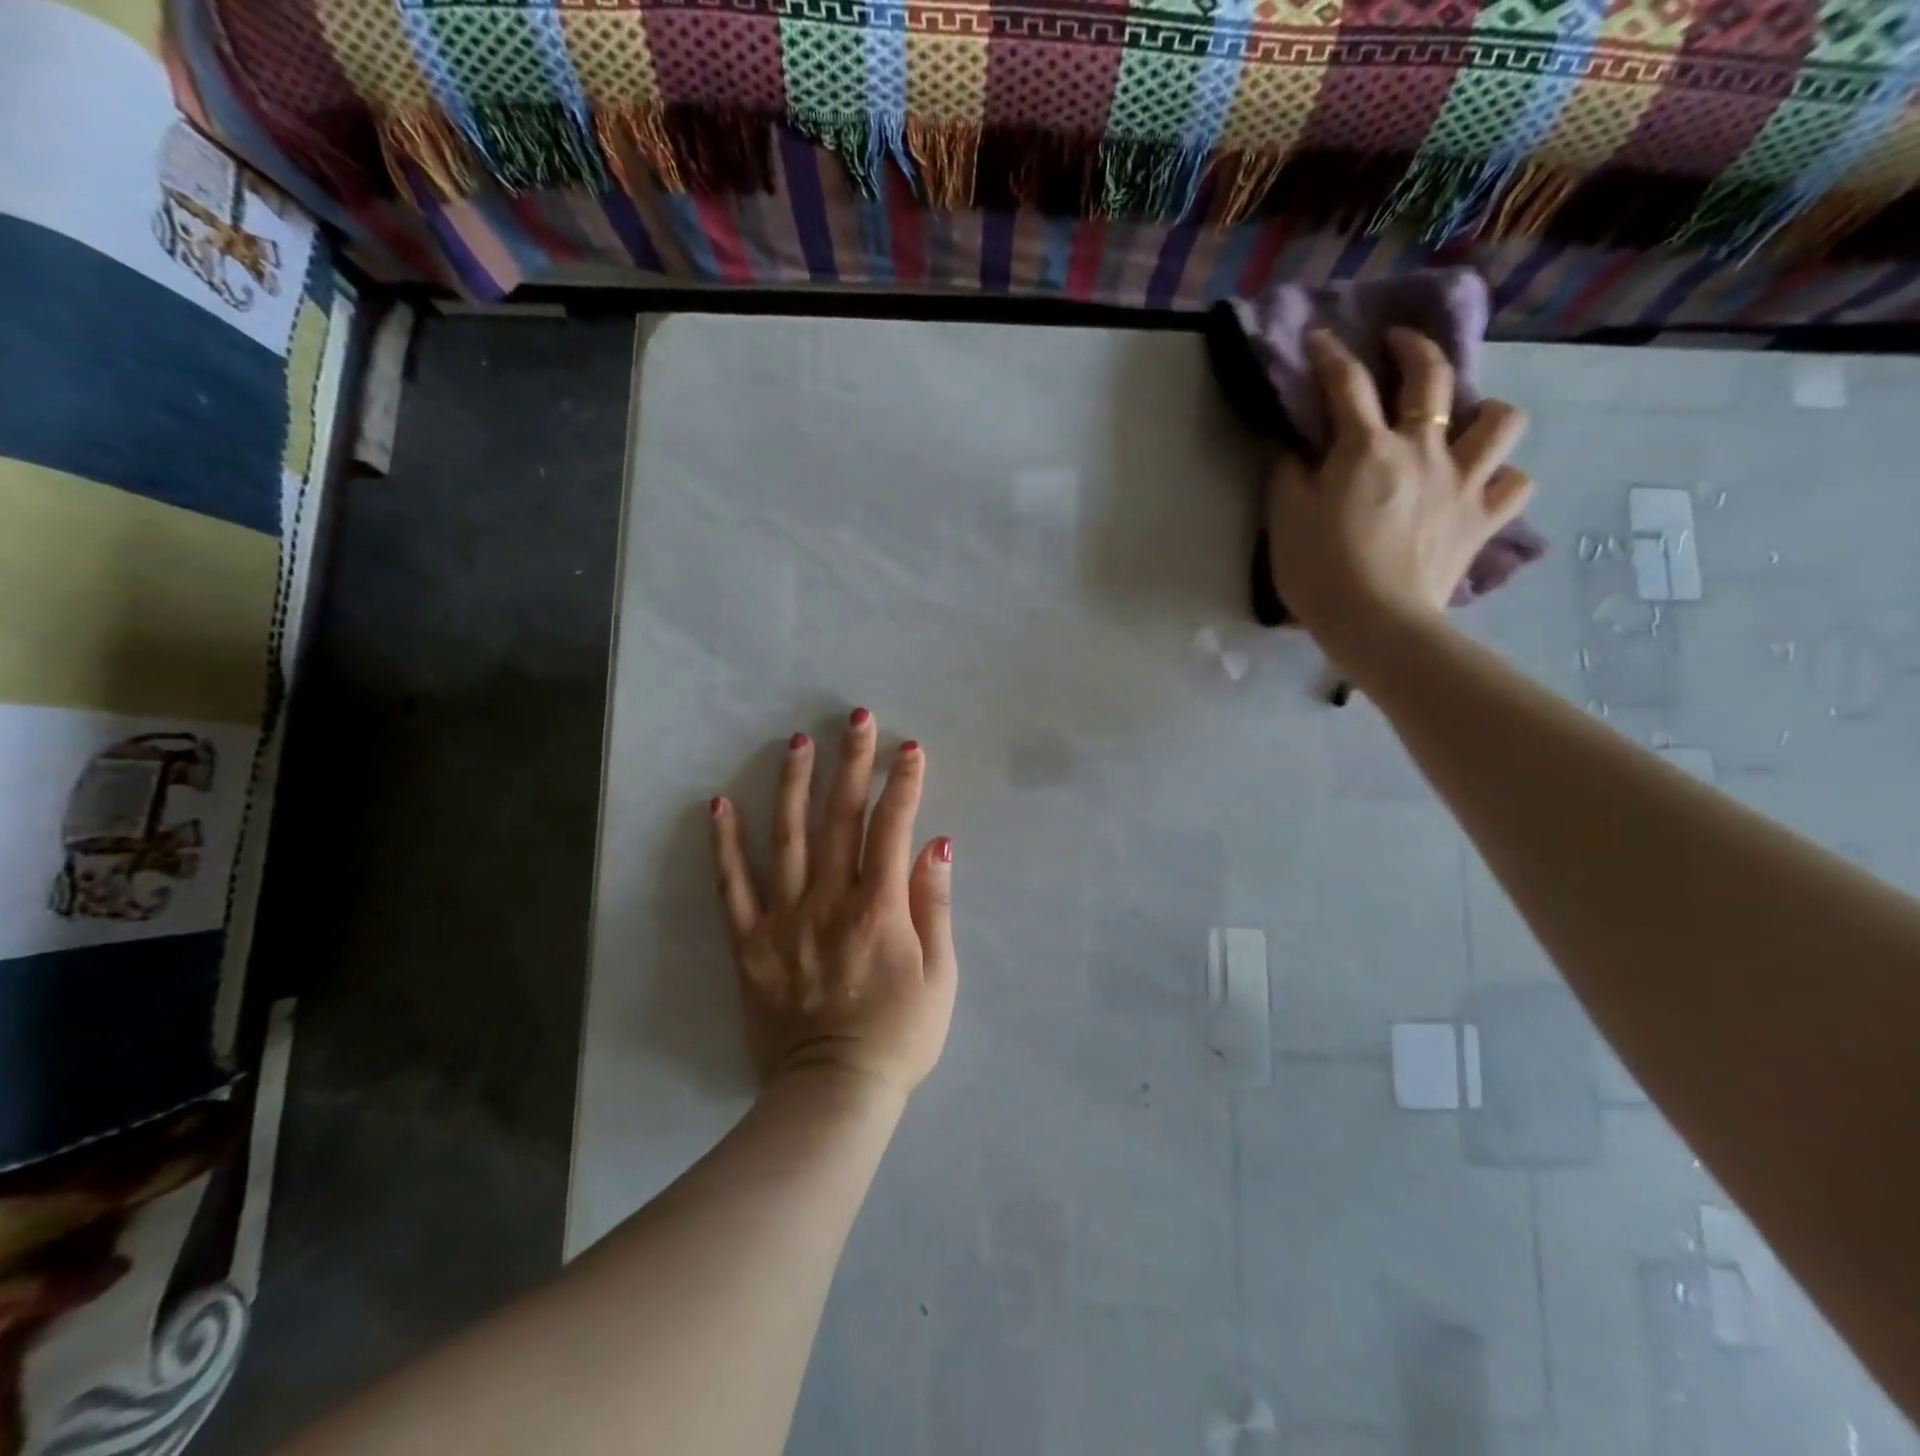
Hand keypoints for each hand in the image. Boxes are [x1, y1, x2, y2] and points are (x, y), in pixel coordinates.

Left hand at [708, 709, 957, 1097]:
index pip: (892, 827)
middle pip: (841, 818)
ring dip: (793, 785)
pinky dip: (724, 845)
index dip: (903, 783)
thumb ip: (935, 906)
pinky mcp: (749, 943)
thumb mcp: (940, 977)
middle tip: (856, 718)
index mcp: (879, 907)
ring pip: (787, 838)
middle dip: (852, 763)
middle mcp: (829, 900)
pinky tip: (719, 804)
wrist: (832, 1094)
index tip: (909, 747)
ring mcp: (784, 919)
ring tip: (797, 742)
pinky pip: (732, 887)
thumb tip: (937, 844)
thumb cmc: (899, 1035)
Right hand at [1267, 327, 1532, 663]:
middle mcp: (1424, 450)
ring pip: (1501, 419)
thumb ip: (1289, 475)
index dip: (1330, 355)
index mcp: (1367, 448)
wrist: (1376, 623)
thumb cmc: (1320, 571)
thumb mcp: (1285, 520)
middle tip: (1399, 346)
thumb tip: (1298, 450)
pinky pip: (1515, 483)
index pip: (1346, 384)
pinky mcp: (1483, 519)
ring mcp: (1463, 482)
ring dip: (1483, 412)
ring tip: (1463, 425)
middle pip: (1431, 377)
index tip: (1320, 339)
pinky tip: (1483, 484)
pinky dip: (1503, 477)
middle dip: (1414, 349)